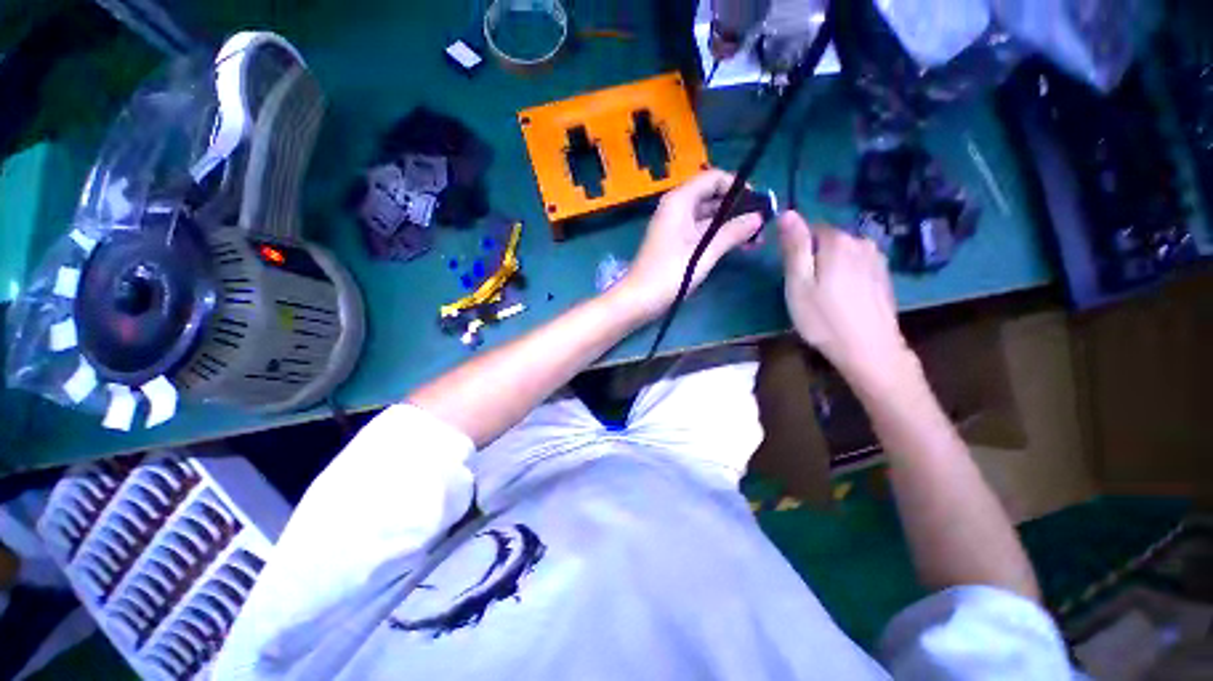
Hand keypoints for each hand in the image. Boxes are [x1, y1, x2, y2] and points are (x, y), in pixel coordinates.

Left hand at [617, 169, 763, 318]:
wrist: (639, 299)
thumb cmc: (669, 274)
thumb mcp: (704, 252)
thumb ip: (732, 232)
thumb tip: (758, 217)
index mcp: (679, 201)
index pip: (713, 178)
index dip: (737, 186)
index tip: (758, 202)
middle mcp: (677, 208)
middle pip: (712, 197)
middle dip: (738, 207)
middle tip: (761, 224)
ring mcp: (675, 227)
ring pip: (708, 216)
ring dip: (730, 224)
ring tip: (755, 239)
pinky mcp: (676, 244)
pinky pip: (701, 232)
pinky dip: (718, 236)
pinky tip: (737, 246)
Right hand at [777, 211, 913, 389]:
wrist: (869, 350)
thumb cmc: (823, 318)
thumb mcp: (798, 283)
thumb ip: (795, 247)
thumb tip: (787, 212)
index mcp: (838, 241)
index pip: (810, 227)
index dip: (796, 246)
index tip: (790, 271)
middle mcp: (861, 242)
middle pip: (828, 239)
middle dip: (814, 255)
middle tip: (804, 286)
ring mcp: (877, 258)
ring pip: (844, 251)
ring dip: (830, 264)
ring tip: (822, 292)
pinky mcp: (884, 275)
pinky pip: (857, 264)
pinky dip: (846, 273)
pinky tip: (842, 296)